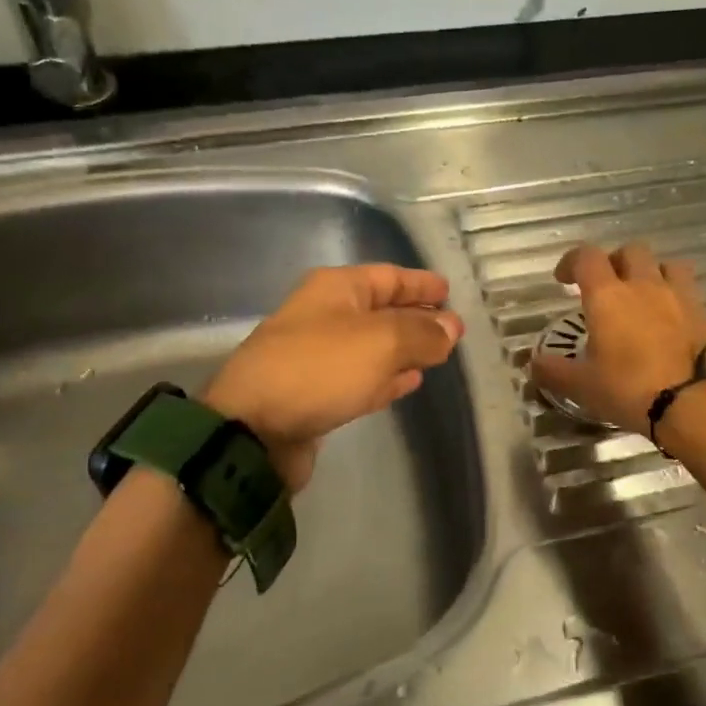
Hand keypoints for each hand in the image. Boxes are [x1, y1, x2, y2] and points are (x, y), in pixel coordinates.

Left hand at [204, 265, 464, 492]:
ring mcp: (318, 356)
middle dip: (416, 317)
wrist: (253, 429)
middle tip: (452, 329)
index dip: (421, 284)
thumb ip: (422, 333)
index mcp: (336, 289)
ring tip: (437, 355)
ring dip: (404, 349)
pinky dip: (387, 377)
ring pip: (373, 346)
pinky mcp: (317, 394)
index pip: (388, 276)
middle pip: (381, 310)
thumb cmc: (320, 369)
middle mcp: (325, 316)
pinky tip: (409, 382)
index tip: (450, 292)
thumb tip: (452, 327)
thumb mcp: (381, 342)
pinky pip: (362, 378)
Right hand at [530, 242, 705, 432]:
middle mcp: (645, 285)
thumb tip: (533, 364)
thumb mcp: (582, 386)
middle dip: (616, 262)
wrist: (696, 404)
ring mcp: (681, 297)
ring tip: (645, 297)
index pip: (586, 257)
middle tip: (607, 286)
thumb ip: (554, 371)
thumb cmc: (629, 390)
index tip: (564, 279)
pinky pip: (690, 295)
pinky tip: (673, 325)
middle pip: (631, 251)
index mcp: (608, 295)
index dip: (571, 261)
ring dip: (653, 273)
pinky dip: (678, 301)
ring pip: (668, 265)